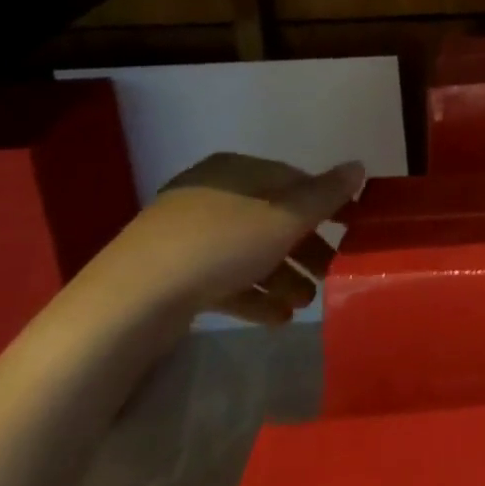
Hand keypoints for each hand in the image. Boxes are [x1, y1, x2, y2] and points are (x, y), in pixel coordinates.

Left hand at [97, 153, 366, 325]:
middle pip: (272, 218)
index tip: (351, 229)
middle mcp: (210, 196)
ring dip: (282, 276)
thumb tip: (358, 166)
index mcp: (235, 171)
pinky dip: (252, 295)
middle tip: (331, 271)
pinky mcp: (170, 276)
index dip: (326, 203)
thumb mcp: (285, 217)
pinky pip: (223, 279)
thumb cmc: (219, 246)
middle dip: (305, 248)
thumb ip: (326, 194)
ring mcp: (185, 237)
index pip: (293, 180)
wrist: (126, 306)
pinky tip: (277, 319)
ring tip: (306, 303)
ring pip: (249, 251)